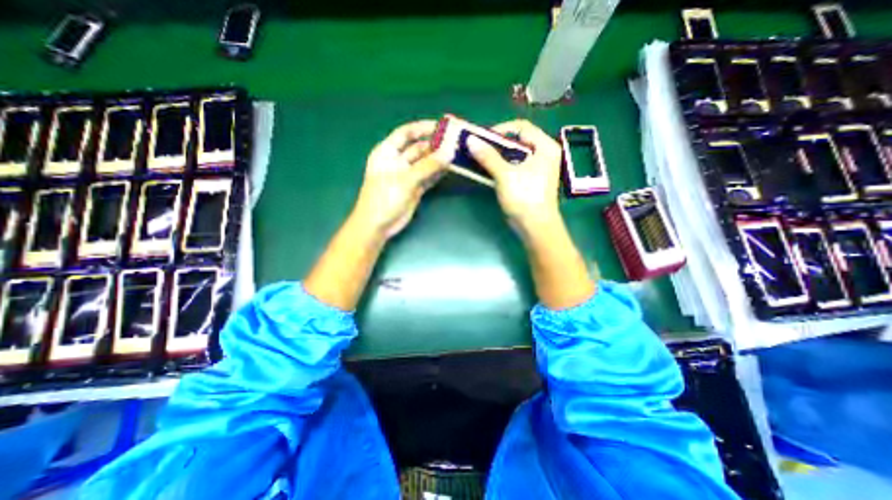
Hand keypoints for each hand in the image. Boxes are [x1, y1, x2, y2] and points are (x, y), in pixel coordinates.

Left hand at [352, 119, 452, 237]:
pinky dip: (438, 173)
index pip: (406, 133)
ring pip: (426, 163)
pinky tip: (451, 168)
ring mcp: (407, 175)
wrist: (378, 225)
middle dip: (435, 145)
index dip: (422, 128)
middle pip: (419, 148)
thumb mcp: (405, 179)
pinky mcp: (415, 188)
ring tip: (457, 153)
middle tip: (455, 142)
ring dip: (439, 159)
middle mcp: (398, 161)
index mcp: (387, 152)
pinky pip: (429, 176)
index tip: (442, 126)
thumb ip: (428, 165)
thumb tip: (449, 151)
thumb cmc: (384, 198)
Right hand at [464, 118, 558, 232]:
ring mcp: (538, 168)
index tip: (483, 138)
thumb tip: (470, 140)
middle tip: (479, 148)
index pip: (522, 127)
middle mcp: (544, 154)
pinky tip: (488, 170)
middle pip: (518, 141)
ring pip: (515, 155)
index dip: (501, 130)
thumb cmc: (524, 197)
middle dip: (497, 144)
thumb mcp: (505, 175)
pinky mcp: (530, 180)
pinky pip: (514, 167)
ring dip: (497, 156)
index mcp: (545, 147)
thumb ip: (488, 156)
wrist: (535, 226)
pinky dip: (502, 166)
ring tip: (480, 158)